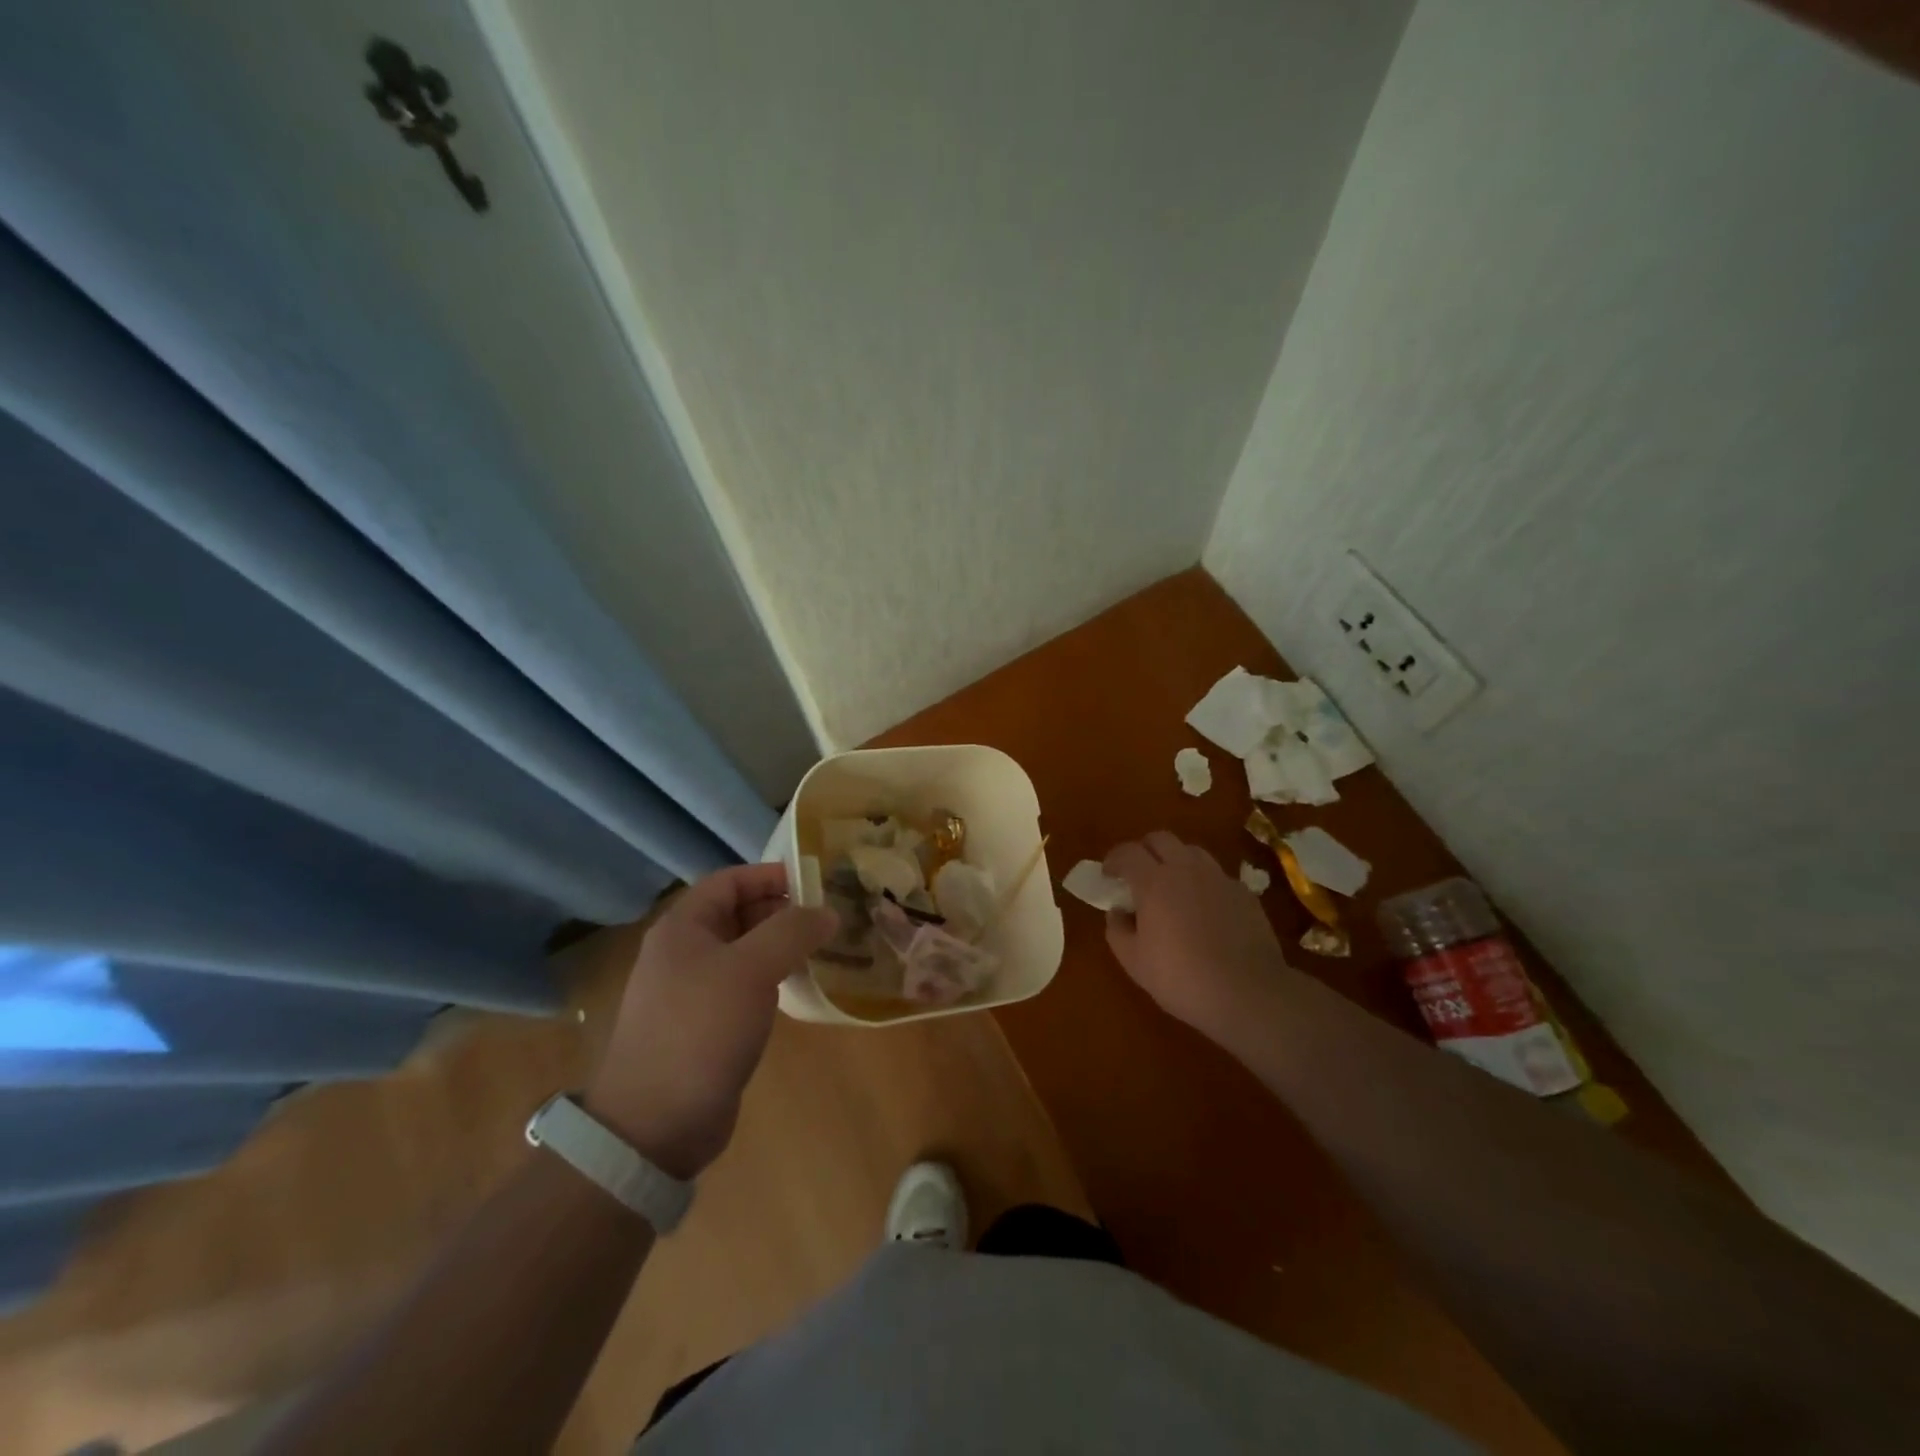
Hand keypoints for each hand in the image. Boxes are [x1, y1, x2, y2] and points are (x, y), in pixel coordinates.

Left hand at [584, 864, 836, 1179]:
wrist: (655, 1123)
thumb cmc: (701, 1029)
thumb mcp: (751, 969)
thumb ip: (792, 931)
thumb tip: (827, 912)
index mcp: (683, 927)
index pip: (730, 880)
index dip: (771, 875)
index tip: (816, 883)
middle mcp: (683, 951)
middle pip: (737, 913)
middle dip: (782, 910)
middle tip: (828, 917)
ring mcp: (692, 990)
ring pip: (743, 951)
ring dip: (780, 946)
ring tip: (823, 949)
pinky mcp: (704, 1025)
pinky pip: (743, 985)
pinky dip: (771, 978)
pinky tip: (798, 987)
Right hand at [1103, 832, 1292, 1040]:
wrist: (1248, 993)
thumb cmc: (1181, 978)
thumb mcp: (1134, 961)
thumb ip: (1117, 930)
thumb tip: (1117, 912)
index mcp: (1154, 882)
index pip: (1128, 852)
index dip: (1113, 859)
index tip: (1107, 874)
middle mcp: (1186, 869)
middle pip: (1161, 839)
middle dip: (1144, 850)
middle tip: (1137, 873)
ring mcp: (1219, 878)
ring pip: (1191, 852)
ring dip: (1175, 861)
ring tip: (1171, 886)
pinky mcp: (1244, 893)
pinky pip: (1216, 875)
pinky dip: (1202, 882)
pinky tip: (1203, 908)